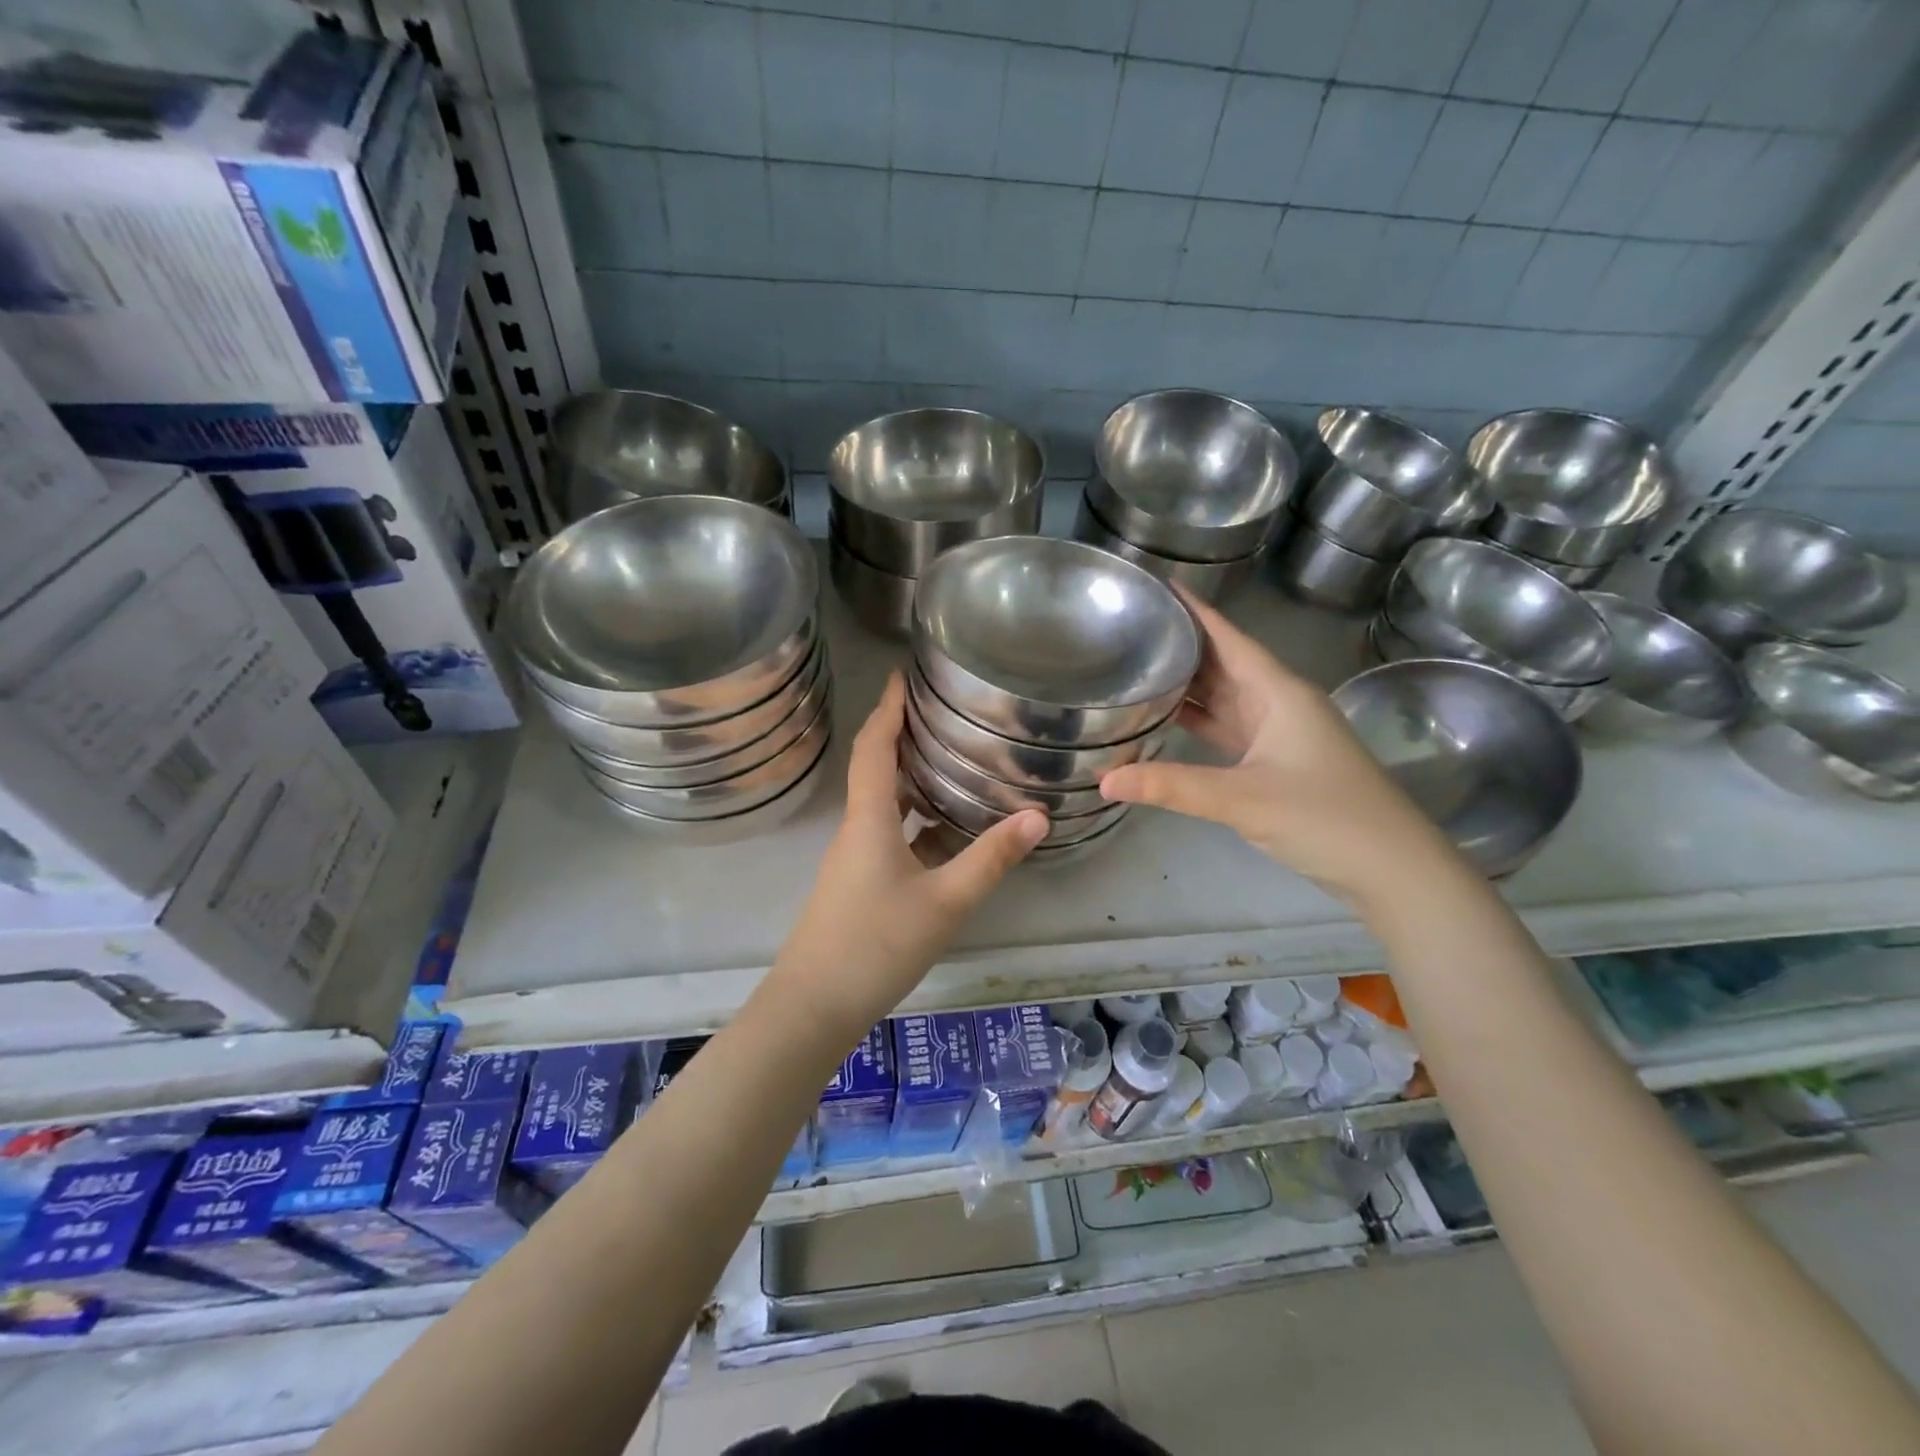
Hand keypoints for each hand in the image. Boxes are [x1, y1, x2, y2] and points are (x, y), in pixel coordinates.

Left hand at [770, 673, 1046, 1035]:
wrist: (815, 1006)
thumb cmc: (876, 945)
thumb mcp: (945, 901)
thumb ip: (991, 858)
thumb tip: (1038, 815)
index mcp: (869, 818)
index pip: (875, 746)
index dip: (887, 707)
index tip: (902, 674)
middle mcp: (857, 828)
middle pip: (878, 769)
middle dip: (905, 737)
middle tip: (944, 714)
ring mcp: (855, 858)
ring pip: (885, 805)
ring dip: (913, 781)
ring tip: (955, 763)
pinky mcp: (859, 884)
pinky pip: (890, 836)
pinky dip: (917, 822)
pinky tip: (948, 833)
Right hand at [1099, 593, 1457, 906]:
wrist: (1392, 868)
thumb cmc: (1325, 818)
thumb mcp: (1242, 799)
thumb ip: (1172, 787)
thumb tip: (1104, 780)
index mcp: (1278, 692)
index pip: (1227, 637)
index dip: (1192, 610)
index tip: (1153, 586)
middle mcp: (1278, 702)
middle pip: (1222, 662)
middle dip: (1179, 644)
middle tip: (1127, 627)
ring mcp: (1279, 732)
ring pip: (1224, 696)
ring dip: (1186, 683)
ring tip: (1136, 665)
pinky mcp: (1275, 761)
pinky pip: (1228, 727)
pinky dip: (1197, 721)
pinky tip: (1165, 719)